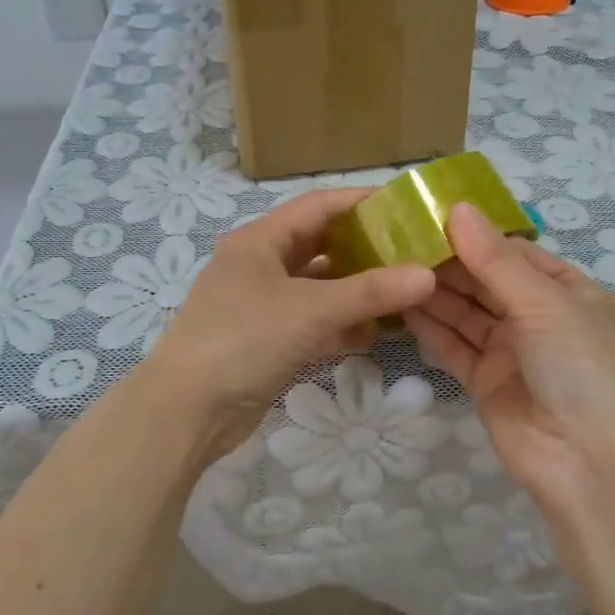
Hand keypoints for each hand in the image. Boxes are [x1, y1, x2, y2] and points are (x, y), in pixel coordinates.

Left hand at [149, 188, 435, 457]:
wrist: (187, 411)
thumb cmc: (245, 341)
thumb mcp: (311, 310)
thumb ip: (371, 292)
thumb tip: (427, 275)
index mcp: (260, 240)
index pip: (319, 206)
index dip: (362, 203)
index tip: (407, 208)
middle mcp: (259, 265)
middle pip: (320, 246)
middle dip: (364, 251)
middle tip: (412, 255)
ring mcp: (260, 305)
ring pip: (318, 288)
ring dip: (355, 293)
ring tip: (404, 296)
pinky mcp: (265, 341)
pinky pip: (311, 323)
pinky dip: (339, 327)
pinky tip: (371, 336)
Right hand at [405, 204, 614, 515]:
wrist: (589, 462)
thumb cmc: (580, 367)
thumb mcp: (544, 302)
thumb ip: (496, 259)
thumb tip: (458, 208)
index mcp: (566, 292)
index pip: (514, 253)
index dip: (475, 234)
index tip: (428, 214)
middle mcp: (537, 318)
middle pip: (485, 282)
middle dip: (448, 263)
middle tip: (398, 239)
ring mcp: (510, 352)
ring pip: (465, 314)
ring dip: (434, 293)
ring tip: (391, 266)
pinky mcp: (485, 383)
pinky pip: (454, 348)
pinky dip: (431, 330)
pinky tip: (401, 307)